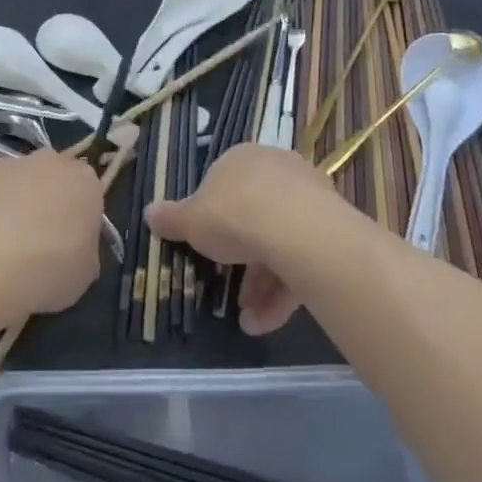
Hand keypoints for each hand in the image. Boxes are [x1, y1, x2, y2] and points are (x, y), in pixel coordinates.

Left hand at [0, 151, 103, 322]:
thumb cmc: (48, 269)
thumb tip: (73, 248)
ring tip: (0, 246)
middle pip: (52, 179)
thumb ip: (84, 251)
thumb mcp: (85, 273)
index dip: (78, 218)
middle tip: (37, 242)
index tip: (70, 244)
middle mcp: (49, 162)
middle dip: (46, 202)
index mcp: (84, 181)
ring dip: (13, 204)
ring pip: (17, 182)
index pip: (88, 192)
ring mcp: (8, 163)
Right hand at [145, 143, 340, 335]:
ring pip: (280, 243)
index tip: (207, 247)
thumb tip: (149, 213)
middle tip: (230, 291)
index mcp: (242, 159)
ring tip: (248, 320)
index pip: (224, 184)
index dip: (213, 218)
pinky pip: (302, 260)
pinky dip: (284, 291)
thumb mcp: (190, 220)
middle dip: (240, 261)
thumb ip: (171, 219)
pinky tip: (266, 322)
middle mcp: (277, 170)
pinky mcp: (332, 229)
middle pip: (254, 217)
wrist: (297, 230)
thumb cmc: (234, 215)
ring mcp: (309, 198)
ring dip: (261, 284)